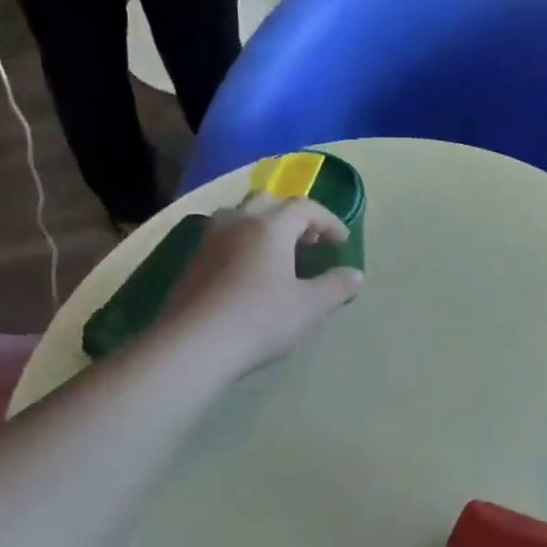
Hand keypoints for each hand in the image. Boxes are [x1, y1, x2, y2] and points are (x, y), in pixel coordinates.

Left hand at [160, 192, 362, 376]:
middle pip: (268, 201)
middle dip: (293, 215)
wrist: (193, 345)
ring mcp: (210, 241)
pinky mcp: (192, 263)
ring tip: (277, 251)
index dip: (328, 221)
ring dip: (263, 224)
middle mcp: (238, 223)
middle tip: (308, 240)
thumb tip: (354, 274)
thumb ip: (336, 286)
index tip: (341, 242)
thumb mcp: (310, 307)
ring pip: (239, 215)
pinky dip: (243, 242)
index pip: (305, 207)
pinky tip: (249, 272)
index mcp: (270, 226)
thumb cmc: (259, 319)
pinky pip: (222, 237)